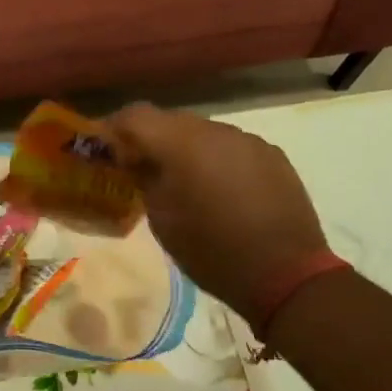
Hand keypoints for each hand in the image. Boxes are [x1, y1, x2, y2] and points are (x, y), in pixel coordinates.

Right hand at [105, 103, 328, 322]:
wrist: (286, 275)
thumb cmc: (212, 251)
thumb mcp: (163, 220)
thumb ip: (145, 179)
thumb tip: (135, 160)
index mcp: (182, 143)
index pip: (135, 115)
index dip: (114, 128)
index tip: (105, 150)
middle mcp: (215, 130)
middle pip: (170, 120)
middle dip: (151, 139)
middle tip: (140, 167)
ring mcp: (248, 140)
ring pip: (203, 132)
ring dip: (186, 149)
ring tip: (183, 181)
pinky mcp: (272, 155)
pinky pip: (232, 147)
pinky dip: (216, 159)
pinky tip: (220, 190)